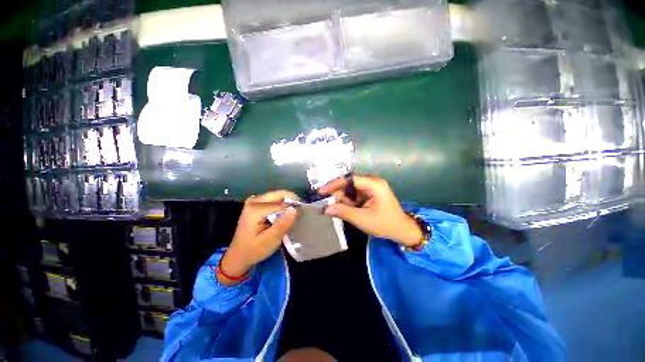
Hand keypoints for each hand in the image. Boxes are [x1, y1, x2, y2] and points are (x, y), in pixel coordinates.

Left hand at [219, 190, 299, 285]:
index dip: (293, 207)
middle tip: (301, 211)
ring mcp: (253, 200)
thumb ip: (282, 225)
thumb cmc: (254, 250)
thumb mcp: (270, 241)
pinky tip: (285, 213)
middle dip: (292, 200)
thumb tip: (295, 209)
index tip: (303, 213)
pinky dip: (282, 203)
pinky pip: (273, 198)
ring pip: (277, 195)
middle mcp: (253, 201)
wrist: (238, 255)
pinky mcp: (255, 203)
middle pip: (278, 194)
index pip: (280, 203)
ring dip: (288, 201)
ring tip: (295, 212)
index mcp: (255, 209)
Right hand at [319, 175, 422, 246]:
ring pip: (351, 189)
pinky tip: (348, 208)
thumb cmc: (385, 224)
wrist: (402, 230)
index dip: (334, 184)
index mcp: (374, 184)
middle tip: (328, 204)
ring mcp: (372, 187)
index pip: (350, 179)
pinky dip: (349, 201)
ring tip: (339, 208)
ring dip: (344, 198)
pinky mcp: (371, 192)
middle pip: (349, 183)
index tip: (321, 192)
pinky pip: (355, 193)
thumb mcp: (362, 219)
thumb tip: (325, 209)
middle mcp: (373, 182)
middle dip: (338, 193)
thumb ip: (343, 212)